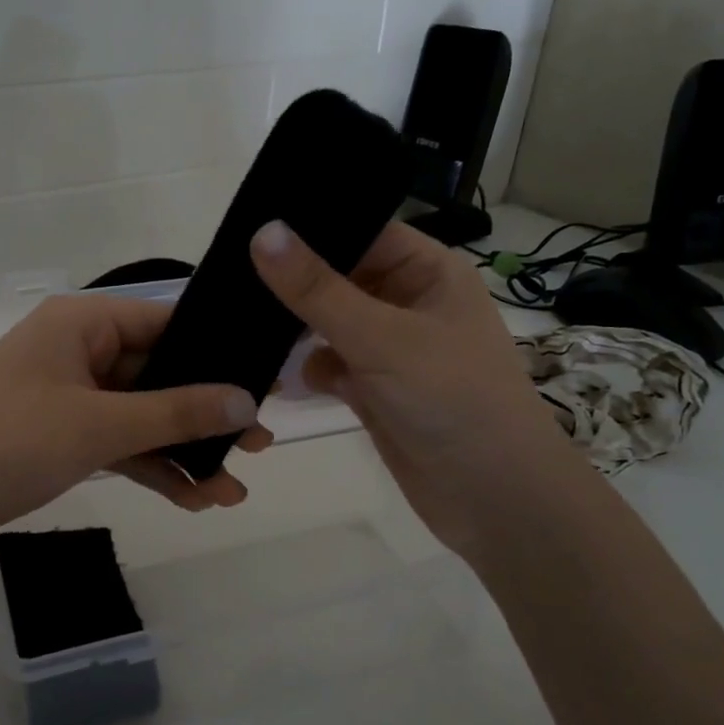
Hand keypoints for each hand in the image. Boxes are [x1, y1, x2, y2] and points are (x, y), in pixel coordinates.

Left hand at [0, 294, 272, 554]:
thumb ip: (175, 413)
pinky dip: (149, 468)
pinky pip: (117, 443)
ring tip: (232, 492)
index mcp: (82, 323)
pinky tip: (192, 501)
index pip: (165, 323)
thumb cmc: (7, 443)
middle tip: (260, 445)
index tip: (264, 382)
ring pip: (141, 417)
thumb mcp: (98, 426)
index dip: (216, 352)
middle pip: (158, 375)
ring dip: (182, 453)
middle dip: (205, 416)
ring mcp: (69, 395)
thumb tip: (245, 402)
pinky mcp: (61, 434)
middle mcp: (78, 350)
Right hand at [249, 219, 565, 557]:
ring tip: (241, 328)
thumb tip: (262, 231)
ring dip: (293, 331)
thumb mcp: (380, 336)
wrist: (494, 498)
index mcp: (427, 271)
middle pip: (339, 278)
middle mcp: (408, 302)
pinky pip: (330, 365)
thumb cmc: (451, 399)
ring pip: (328, 324)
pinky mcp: (375, 389)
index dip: (310, 228)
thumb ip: (317, 289)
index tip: (248, 226)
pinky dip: (307, 371)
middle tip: (230, 280)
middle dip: (292, 285)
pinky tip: (280, 379)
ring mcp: (390, 349)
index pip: (361, 231)